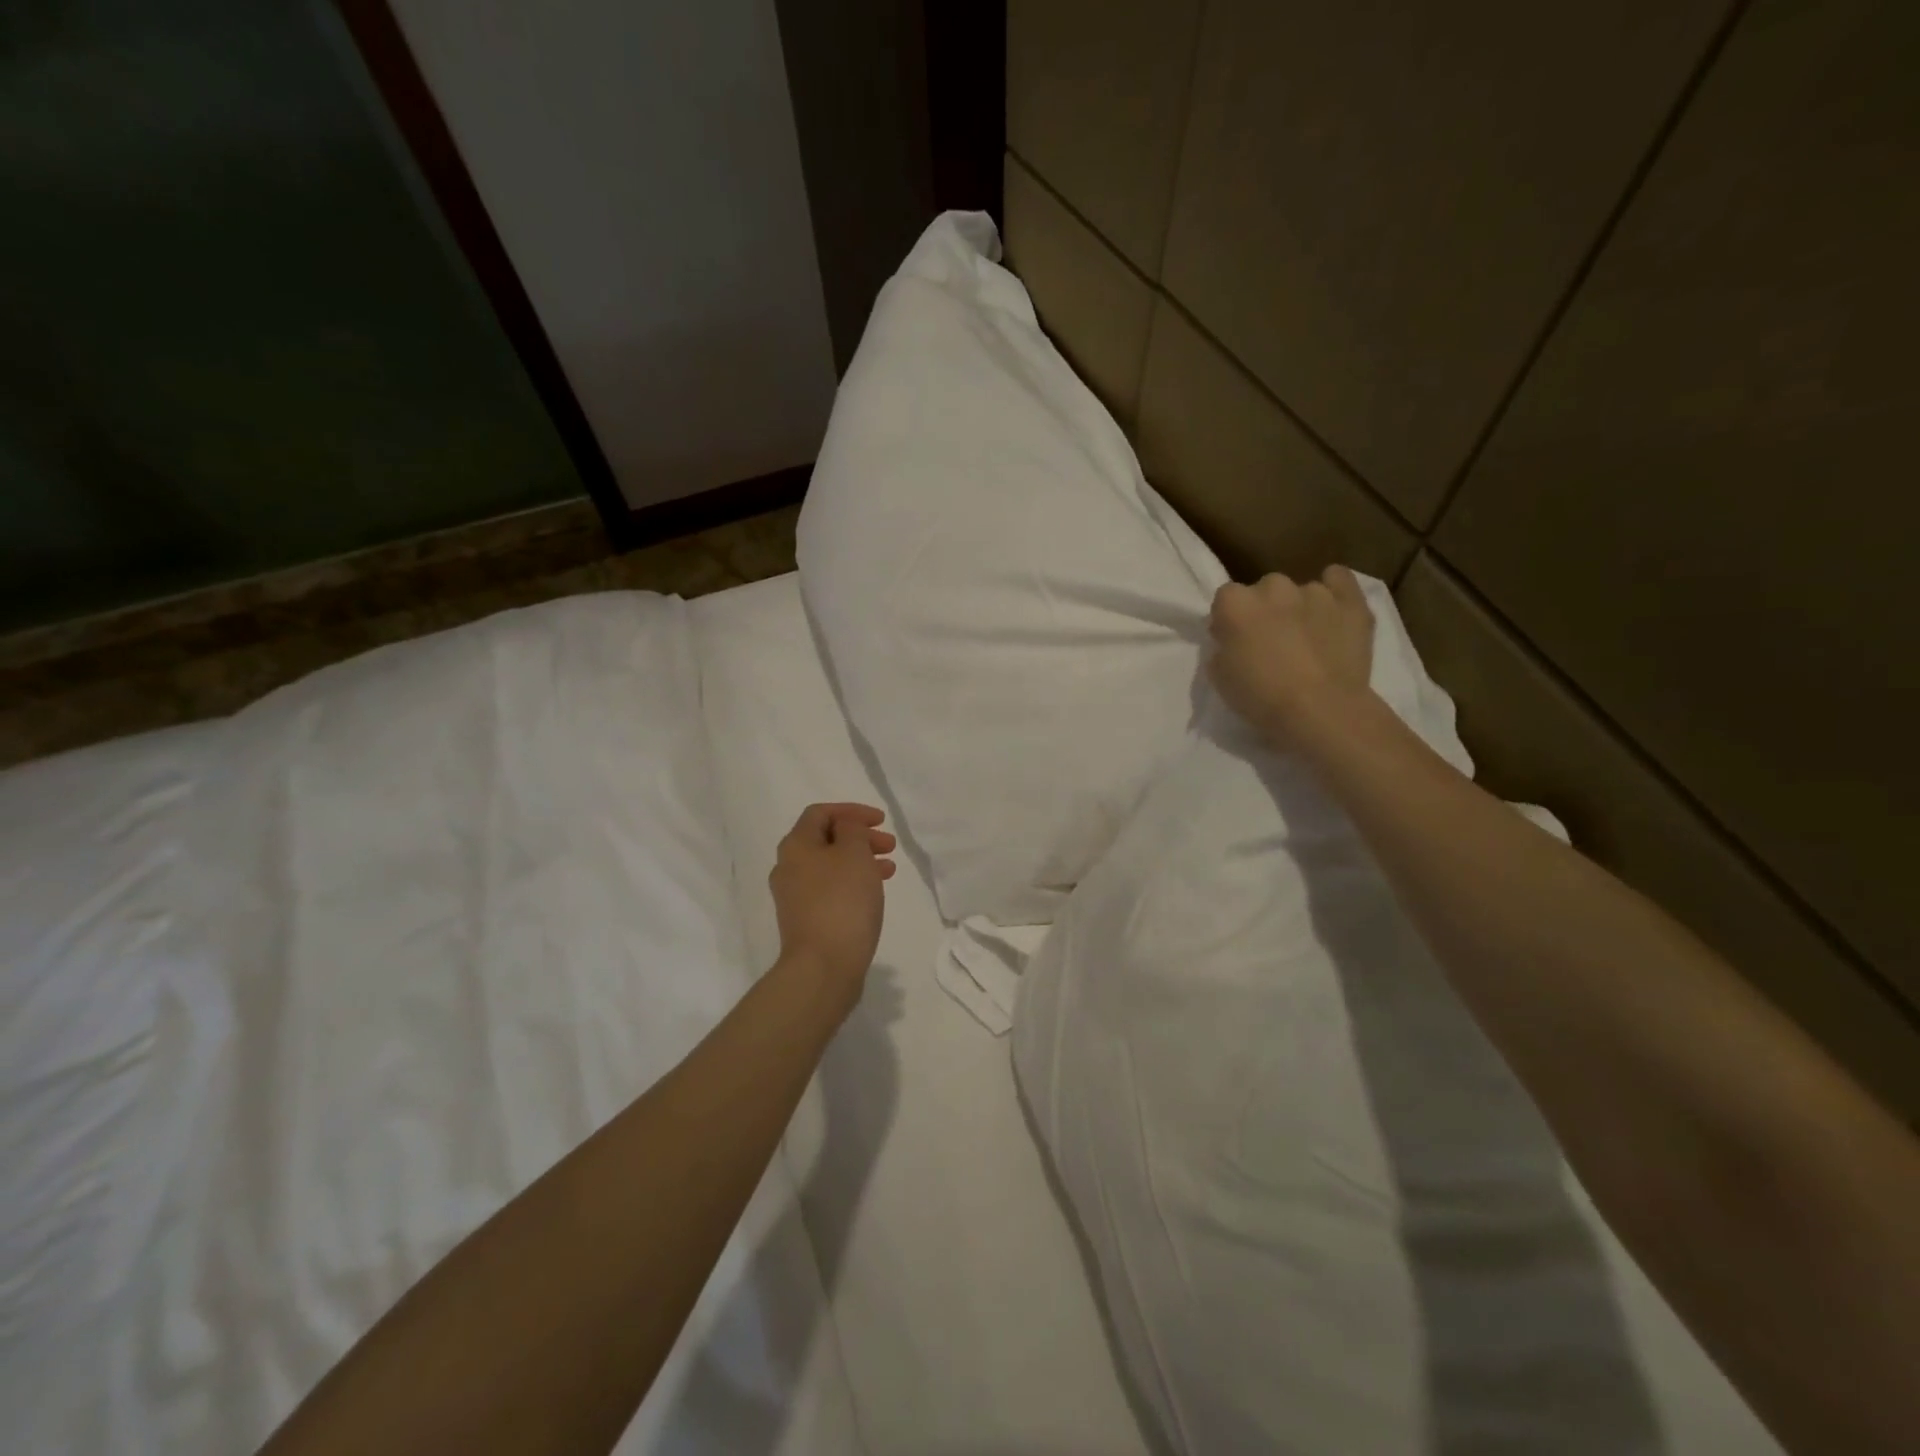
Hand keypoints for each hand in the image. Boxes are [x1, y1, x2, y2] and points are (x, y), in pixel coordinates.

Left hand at [770, 803, 896, 1016]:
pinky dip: (853, 883)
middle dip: (860, 837)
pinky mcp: (805, 920)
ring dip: (860, 860)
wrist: (823, 966)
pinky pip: (831, 889)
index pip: (820, 813)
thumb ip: (852, 830)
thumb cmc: (842, 901)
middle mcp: (788, 867)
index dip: (852, 811)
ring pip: (831, 866)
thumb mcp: (854, 853)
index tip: (882, 821)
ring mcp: (794, 896)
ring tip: (889, 869)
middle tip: (890, 846)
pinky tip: (874, 893)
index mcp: (796, 845)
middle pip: (826, 839)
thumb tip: (844, 829)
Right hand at [1208, 566, 1375, 743]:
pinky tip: (1332, 609)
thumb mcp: (1220, 678)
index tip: (1236, 642)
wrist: (1320, 710)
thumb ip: (1222, 648)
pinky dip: (1335, 588)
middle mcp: (1273, 587)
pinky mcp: (1349, 601)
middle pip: (1264, 590)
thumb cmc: (1261, 698)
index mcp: (1235, 604)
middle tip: (1272, 643)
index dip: (1230, 620)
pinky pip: (1339, 578)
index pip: (1226, 599)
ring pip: (1301, 591)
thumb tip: (1232, 640)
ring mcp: (1314, 591)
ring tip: (1307, 640)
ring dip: (1299, 608)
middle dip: (1266, 610)